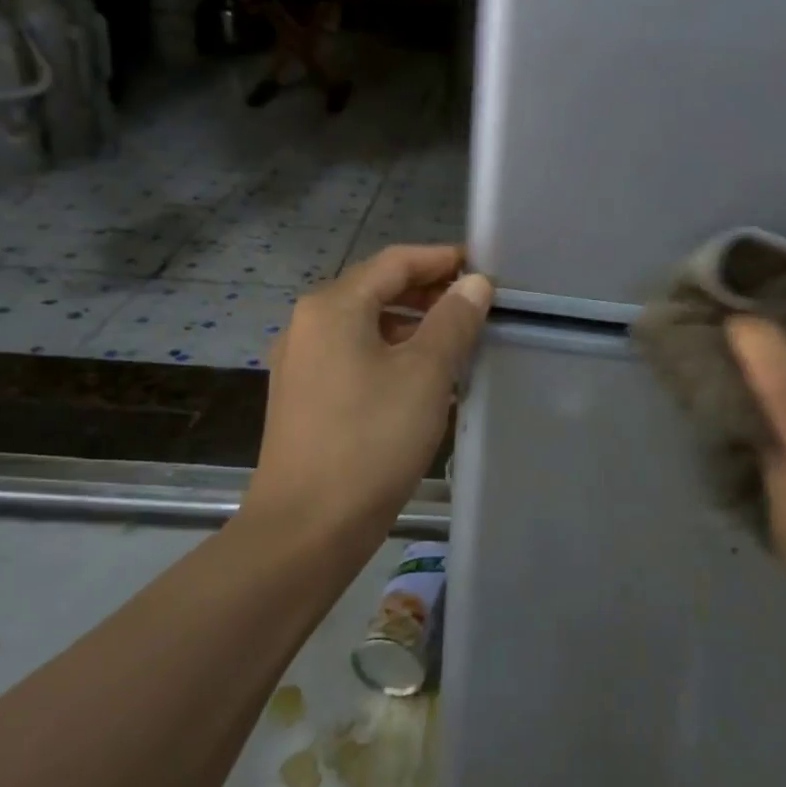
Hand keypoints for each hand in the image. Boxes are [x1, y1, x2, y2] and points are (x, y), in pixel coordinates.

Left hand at [243, 245, 491, 557]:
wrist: (307, 527)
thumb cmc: (372, 439)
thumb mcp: (426, 374)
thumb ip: (453, 320)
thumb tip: (475, 284)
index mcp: (333, 306)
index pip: (395, 262)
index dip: (442, 259)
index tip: (483, 270)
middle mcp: (308, 324)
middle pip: (377, 289)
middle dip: (429, 293)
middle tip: (476, 307)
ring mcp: (301, 362)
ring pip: (367, 326)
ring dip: (413, 326)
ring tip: (457, 343)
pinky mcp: (304, 396)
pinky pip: (355, 356)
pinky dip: (392, 354)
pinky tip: (423, 380)